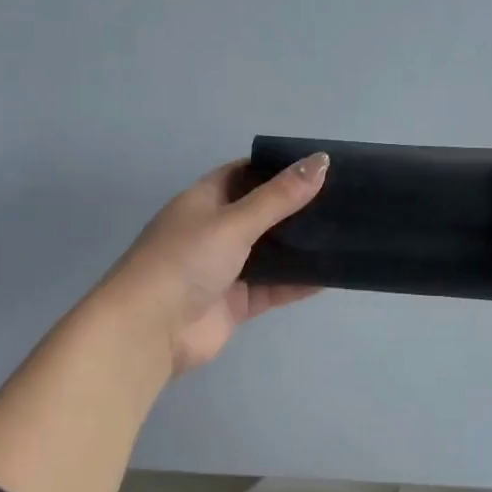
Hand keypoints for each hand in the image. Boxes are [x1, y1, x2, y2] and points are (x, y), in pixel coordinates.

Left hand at [95, 153, 329, 376]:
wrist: (149, 331)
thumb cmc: (185, 261)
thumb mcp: (233, 221)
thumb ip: (279, 196)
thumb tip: (321, 160)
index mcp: (203, 201)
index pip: (242, 174)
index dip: (275, 168)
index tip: (315, 165)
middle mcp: (213, 231)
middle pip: (260, 213)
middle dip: (294, 207)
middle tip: (339, 199)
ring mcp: (224, 268)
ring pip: (269, 252)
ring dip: (298, 245)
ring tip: (342, 232)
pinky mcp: (235, 303)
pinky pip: (273, 287)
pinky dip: (297, 282)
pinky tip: (331, 274)